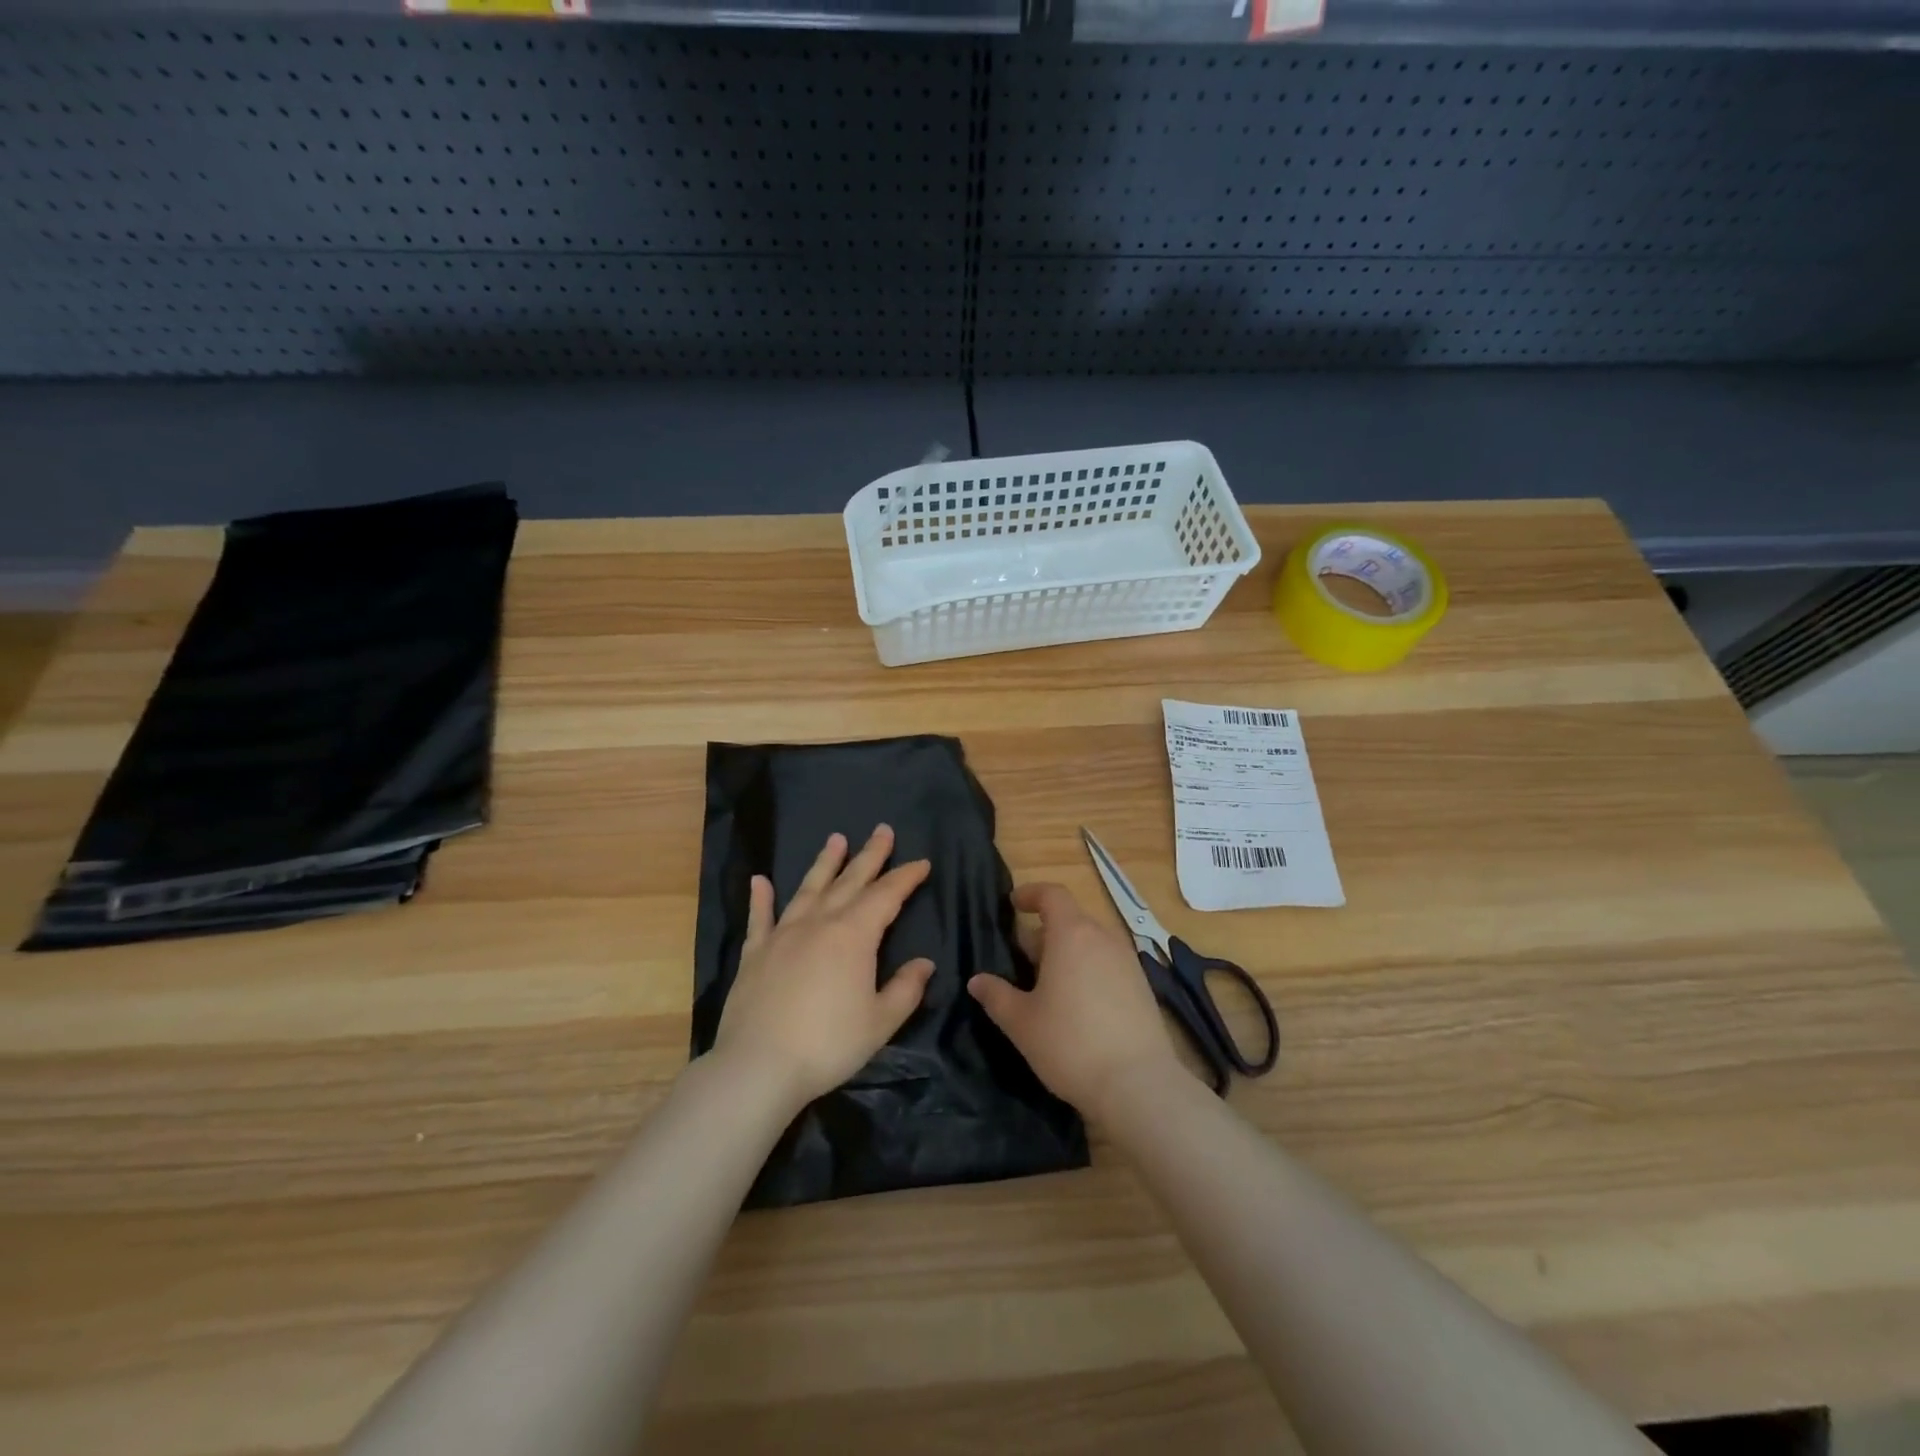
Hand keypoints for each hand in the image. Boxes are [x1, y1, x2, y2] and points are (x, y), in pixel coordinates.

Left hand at [712, 825, 934, 1112]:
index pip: (886, 896)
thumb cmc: (828, 1044)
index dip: (906, 877)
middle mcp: (819, 923)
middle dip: (870, 855)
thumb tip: (924, 963)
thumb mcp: (880, 1022)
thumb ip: (905, 989)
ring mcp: (784, 934)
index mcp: (854, 936)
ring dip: (824, 863)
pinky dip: (761, 898)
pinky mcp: (755, 953)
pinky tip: (759, 880)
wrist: (759, 1066)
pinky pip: (760, 918)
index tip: (921, 863)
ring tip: (836, 839)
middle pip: (850, 881)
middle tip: (882, 830)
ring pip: (809, 889)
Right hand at [968, 881, 1181, 1118]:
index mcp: (1072, 934)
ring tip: (1048, 985)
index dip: (1031, 894)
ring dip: (1068, 953)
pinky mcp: (1143, 987)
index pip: (1052, 894)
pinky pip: (1108, 964)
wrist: (1138, 1085)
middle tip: (1022, 960)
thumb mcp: (1021, 1023)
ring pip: (1091, 943)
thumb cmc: (1070, 1044)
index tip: (1013, 904)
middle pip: (1071, 920)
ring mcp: (1128, 962)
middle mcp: (1103, 938)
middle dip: (1044, 932)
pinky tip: (1078, 1006)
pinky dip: (1089, 970)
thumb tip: (977, 980)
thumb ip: (996, 995)